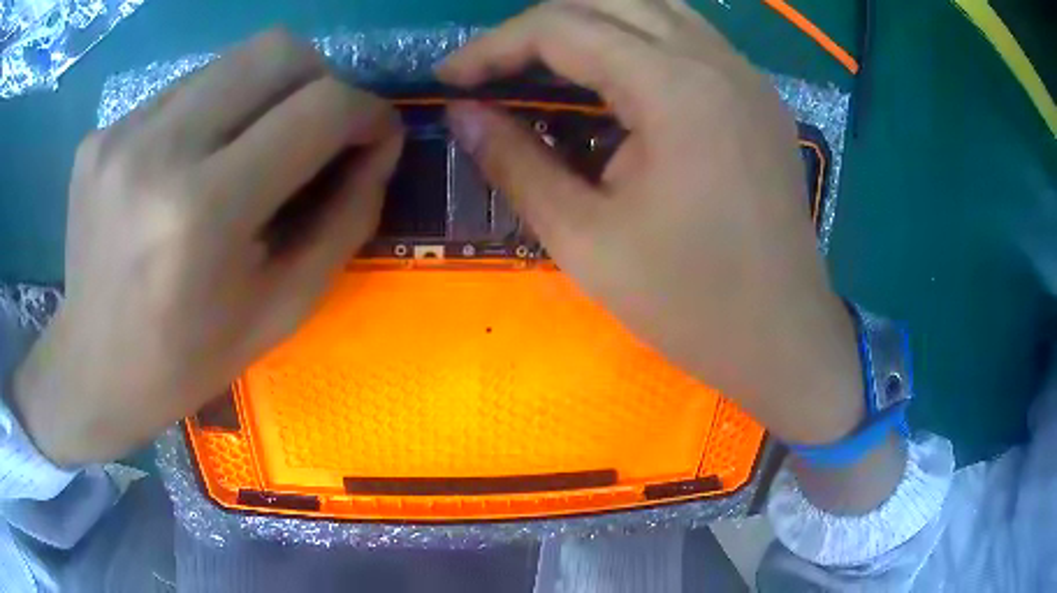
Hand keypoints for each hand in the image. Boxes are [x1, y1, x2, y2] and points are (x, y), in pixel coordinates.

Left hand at [13, 29, 403, 466]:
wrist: (93, 370)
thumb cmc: (188, 359)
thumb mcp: (282, 309)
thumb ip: (344, 221)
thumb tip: (379, 147)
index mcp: (204, 212)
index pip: (318, 108)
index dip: (367, 111)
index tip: (375, 134)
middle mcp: (157, 152)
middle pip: (276, 49)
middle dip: (319, 79)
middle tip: (313, 128)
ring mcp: (120, 134)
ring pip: (229, 61)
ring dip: (259, 97)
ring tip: (242, 154)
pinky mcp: (100, 134)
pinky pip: (180, 92)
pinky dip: (206, 116)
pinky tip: (187, 167)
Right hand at [438, 0, 862, 444]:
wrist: (783, 339)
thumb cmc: (689, 303)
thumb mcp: (585, 240)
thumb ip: (516, 163)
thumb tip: (461, 114)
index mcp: (675, 88)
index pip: (562, 27)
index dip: (494, 46)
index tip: (450, 80)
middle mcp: (716, 60)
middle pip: (608, 1)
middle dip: (538, 26)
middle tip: (495, 70)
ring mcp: (746, 75)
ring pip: (653, 9)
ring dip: (590, 24)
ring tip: (545, 65)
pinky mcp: (759, 97)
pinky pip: (688, 37)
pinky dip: (637, 40)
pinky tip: (616, 79)